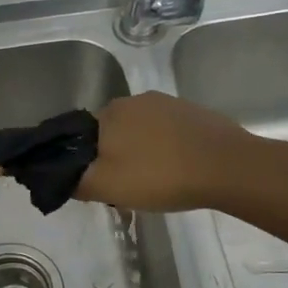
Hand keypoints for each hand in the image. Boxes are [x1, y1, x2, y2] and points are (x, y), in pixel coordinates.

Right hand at [76, 92, 254, 212]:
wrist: (229, 167)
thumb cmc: (160, 176)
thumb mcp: (106, 187)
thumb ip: (74, 181)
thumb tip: (59, 175)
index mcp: (108, 113)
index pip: (81, 137)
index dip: (87, 161)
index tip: (100, 183)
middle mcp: (134, 100)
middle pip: (112, 132)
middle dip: (114, 156)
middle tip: (127, 187)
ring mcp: (167, 103)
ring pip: (140, 132)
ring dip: (141, 152)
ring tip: (156, 181)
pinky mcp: (193, 112)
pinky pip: (167, 132)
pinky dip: (166, 149)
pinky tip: (178, 169)